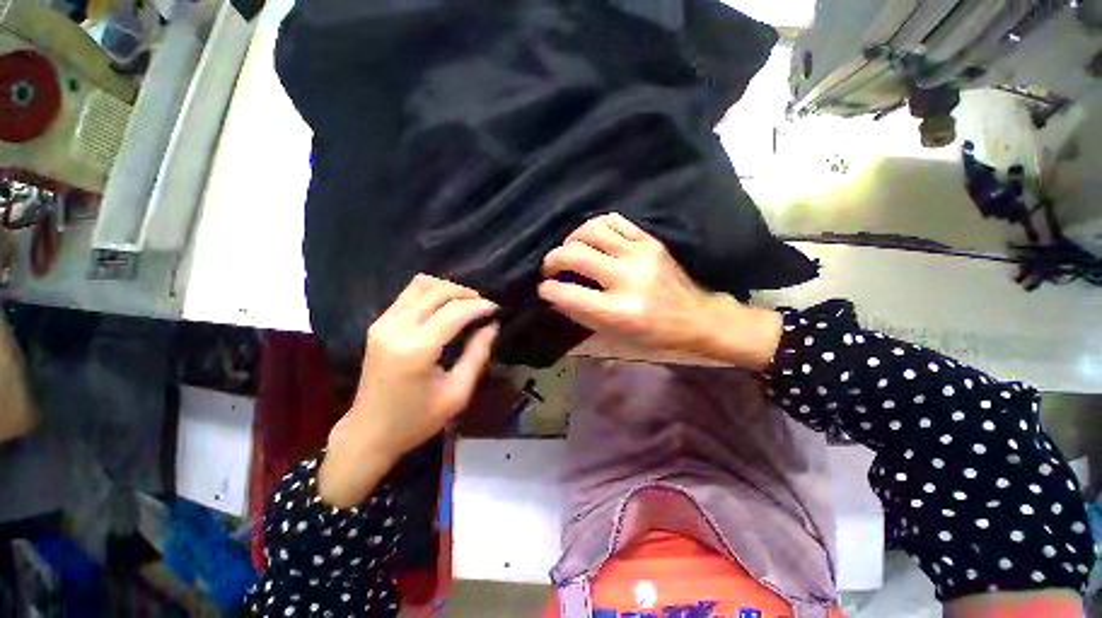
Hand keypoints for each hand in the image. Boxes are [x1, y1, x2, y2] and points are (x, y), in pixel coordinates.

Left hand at [319, 275, 497, 506]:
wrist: (369, 433)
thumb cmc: (417, 420)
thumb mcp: (458, 393)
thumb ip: (477, 354)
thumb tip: (492, 325)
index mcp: (416, 350)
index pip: (453, 311)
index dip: (479, 305)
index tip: (496, 308)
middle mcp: (396, 329)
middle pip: (436, 292)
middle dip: (465, 293)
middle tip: (484, 305)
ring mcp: (383, 324)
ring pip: (420, 285)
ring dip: (447, 289)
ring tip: (466, 303)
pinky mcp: (378, 324)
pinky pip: (408, 295)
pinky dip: (431, 293)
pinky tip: (444, 307)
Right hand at [539, 213, 782, 368]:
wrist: (697, 318)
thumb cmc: (654, 335)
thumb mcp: (614, 336)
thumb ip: (581, 314)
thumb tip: (557, 295)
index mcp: (618, 311)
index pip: (568, 293)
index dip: (549, 289)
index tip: (544, 288)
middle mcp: (626, 278)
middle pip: (575, 254)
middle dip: (552, 259)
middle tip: (549, 268)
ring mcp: (640, 254)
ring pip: (592, 230)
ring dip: (572, 238)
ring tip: (569, 250)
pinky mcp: (650, 241)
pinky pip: (615, 221)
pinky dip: (595, 227)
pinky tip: (591, 238)